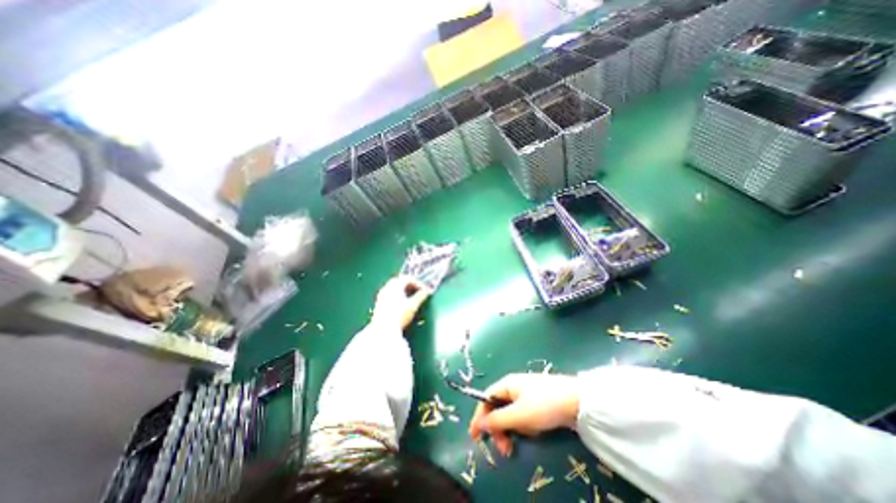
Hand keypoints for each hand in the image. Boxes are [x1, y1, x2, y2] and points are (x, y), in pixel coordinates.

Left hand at [368, 274, 429, 330]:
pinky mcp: (378, 303)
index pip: (408, 278)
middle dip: (410, 285)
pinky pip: (389, 294)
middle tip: (418, 292)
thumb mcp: (413, 305)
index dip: (418, 283)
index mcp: (395, 285)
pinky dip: (397, 295)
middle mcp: (387, 287)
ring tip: (410, 298)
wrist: (383, 330)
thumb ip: (421, 296)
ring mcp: (381, 295)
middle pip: (400, 281)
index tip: (425, 290)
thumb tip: (427, 291)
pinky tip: (401, 304)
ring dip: (403, 290)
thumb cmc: (399, 315)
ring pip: (393, 287)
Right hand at [470, 373, 582, 454]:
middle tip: (505, 449)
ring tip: (525, 439)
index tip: (475, 437)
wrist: (577, 401)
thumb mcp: (519, 415)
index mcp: (506, 384)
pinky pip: (523, 416)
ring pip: (511, 414)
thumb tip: (479, 424)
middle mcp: (513, 387)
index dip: (480, 417)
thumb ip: (497, 420)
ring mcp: (526, 394)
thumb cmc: (544, 405)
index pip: (486, 399)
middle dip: (499, 429)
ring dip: (513, 430)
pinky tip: (535, 431)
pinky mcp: (537, 402)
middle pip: (498, 408)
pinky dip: (525, 426)